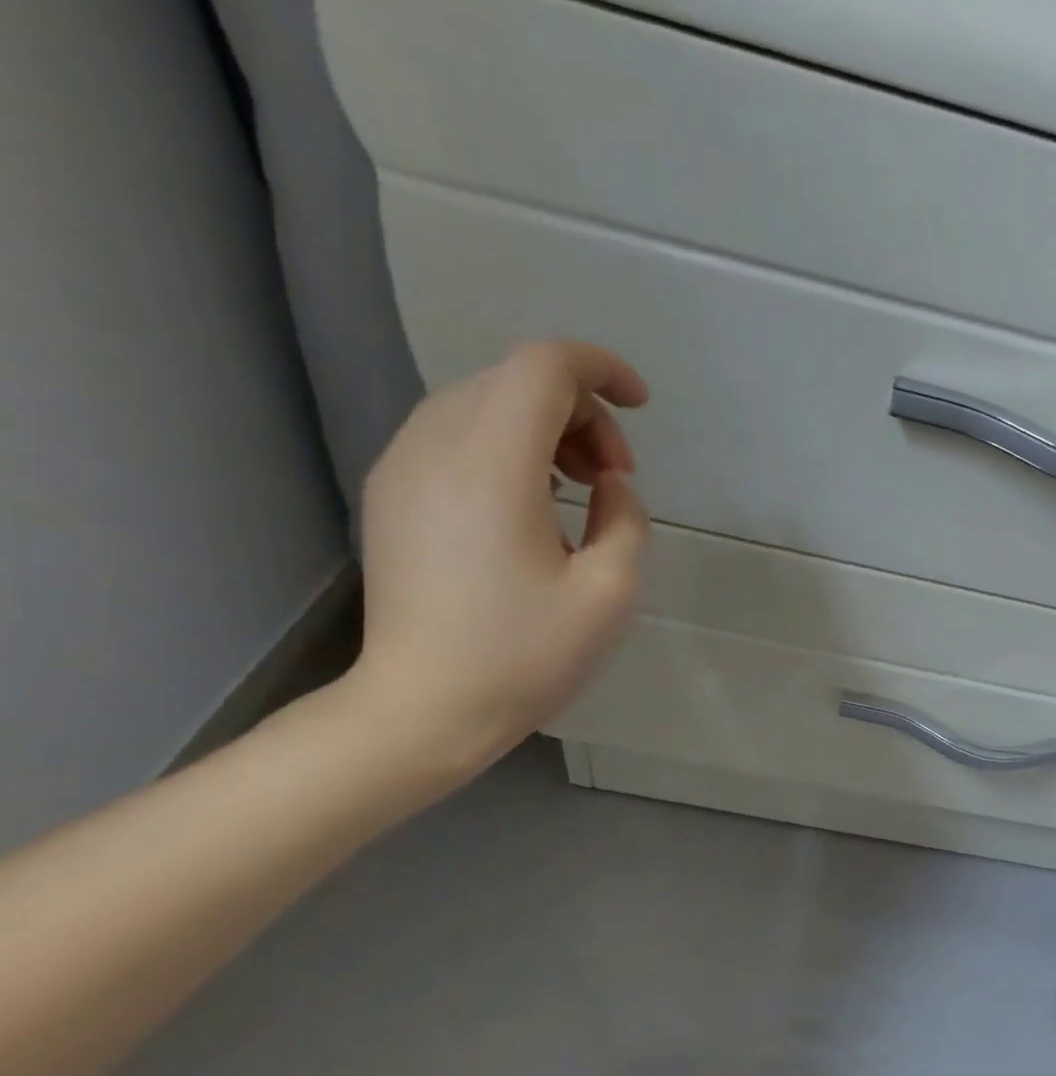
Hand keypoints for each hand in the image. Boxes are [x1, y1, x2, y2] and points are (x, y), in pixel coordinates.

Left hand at [349, 340, 650, 779]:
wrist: (422, 708)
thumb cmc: (524, 656)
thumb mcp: (610, 594)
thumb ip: (626, 521)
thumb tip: (612, 486)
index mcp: (492, 466)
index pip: (543, 368)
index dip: (601, 370)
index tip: (642, 408)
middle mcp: (436, 447)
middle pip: (514, 380)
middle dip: (581, 412)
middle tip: (616, 479)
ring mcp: (403, 468)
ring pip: (482, 403)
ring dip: (545, 429)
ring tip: (580, 491)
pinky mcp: (392, 494)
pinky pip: (455, 436)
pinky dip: (508, 447)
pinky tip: (534, 504)